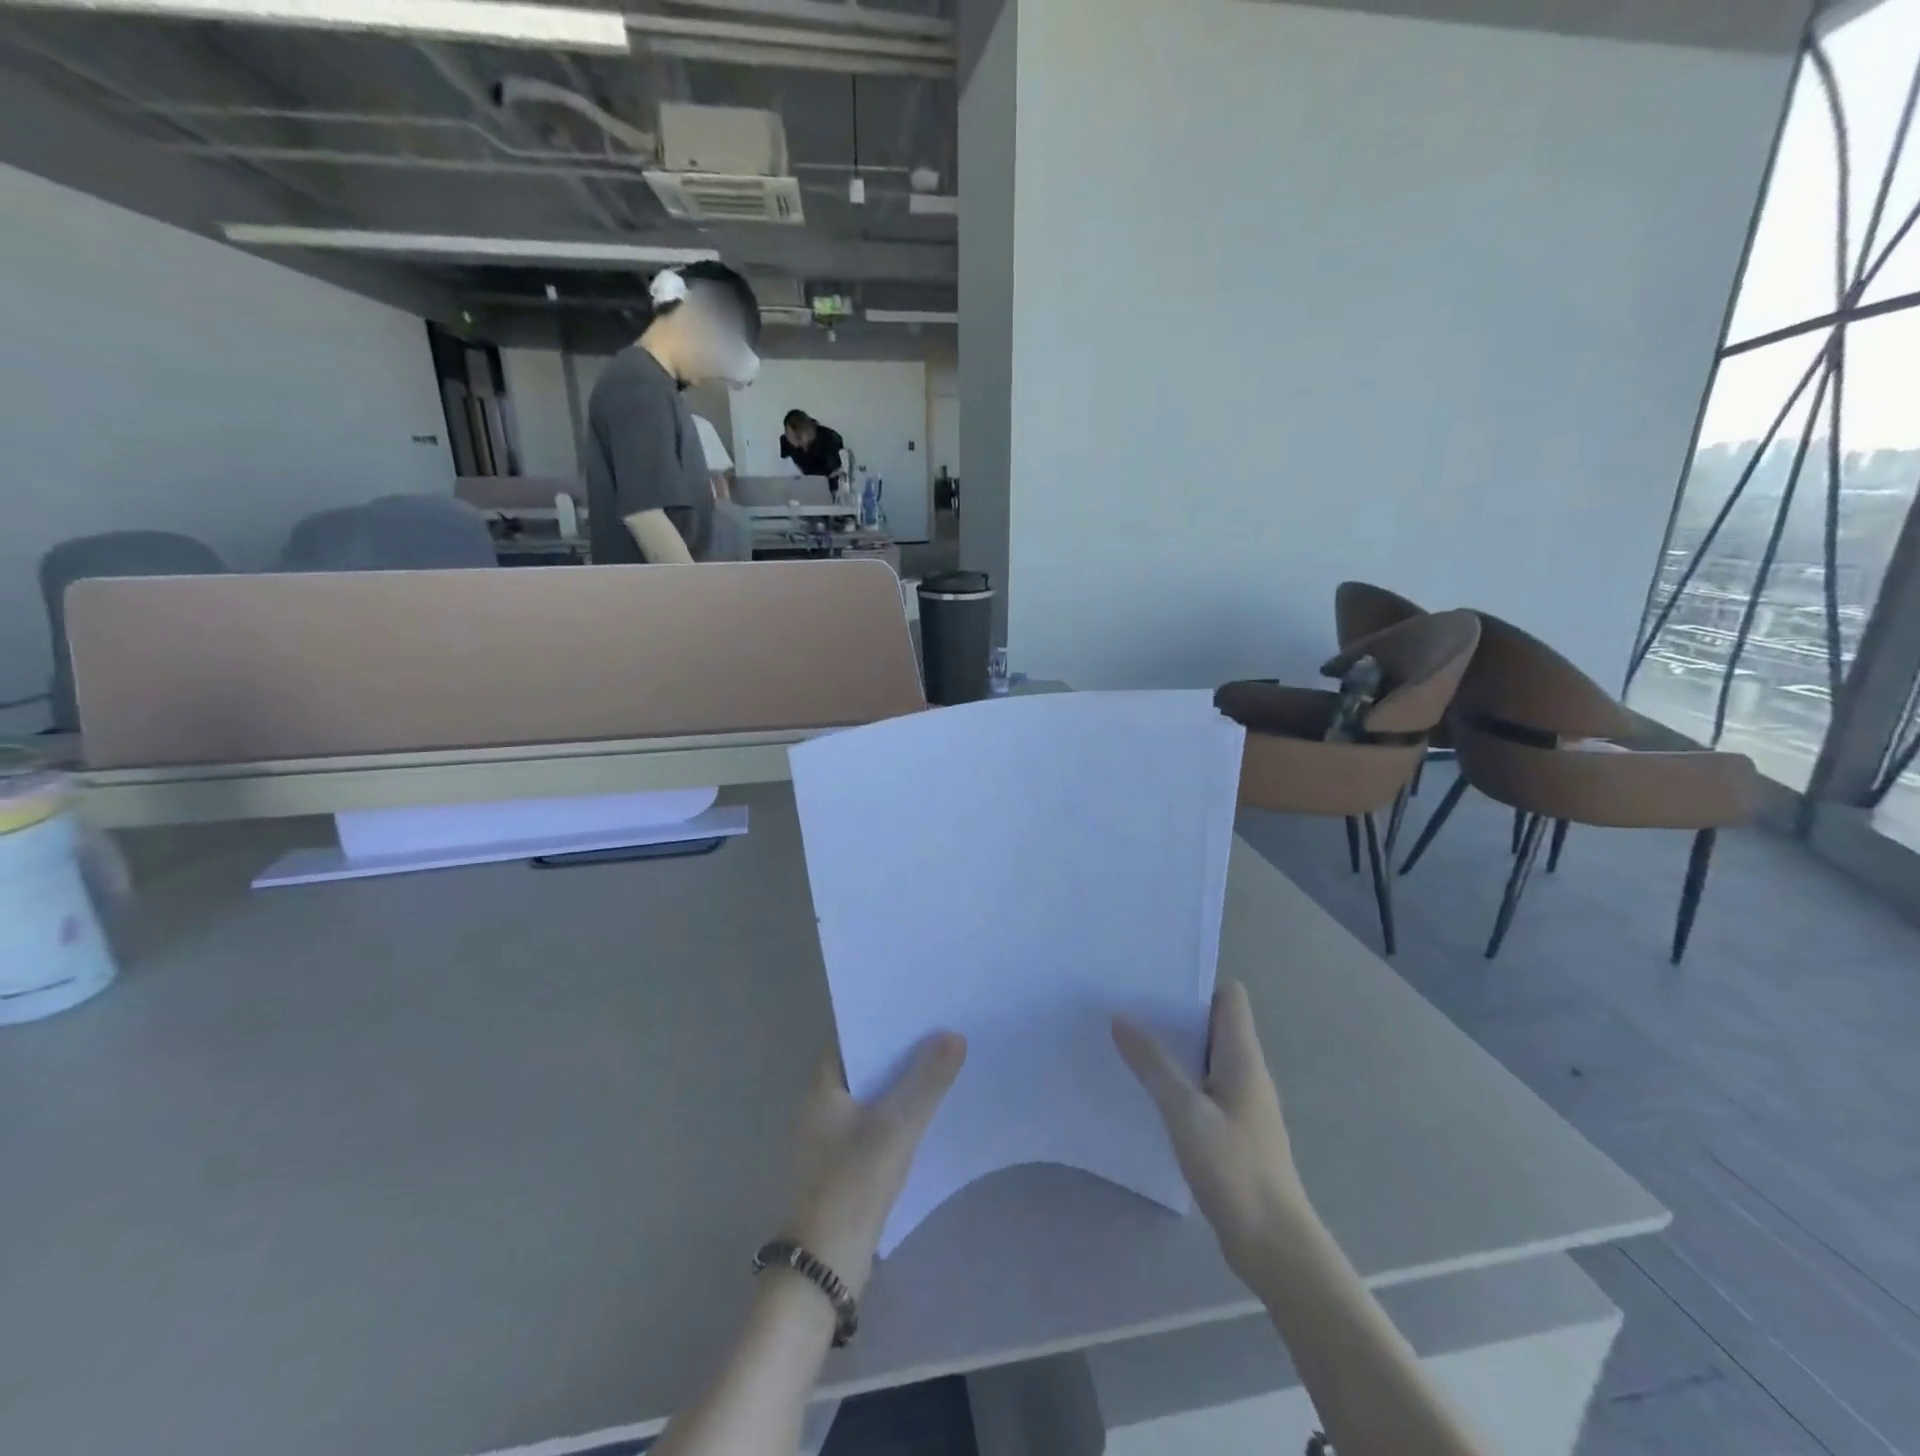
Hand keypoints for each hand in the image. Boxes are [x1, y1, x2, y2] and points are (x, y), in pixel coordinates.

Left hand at [783, 1033, 965, 1296]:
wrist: (825, 1265)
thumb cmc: (854, 1183)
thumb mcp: (897, 1127)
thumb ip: (927, 1081)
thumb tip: (954, 1035)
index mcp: (820, 1087)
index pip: (848, 1036)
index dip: (879, 1018)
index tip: (914, 1006)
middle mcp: (818, 1105)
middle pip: (861, 1063)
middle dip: (896, 1048)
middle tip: (936, 1029)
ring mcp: (828, 1136)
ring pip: (868, 1093)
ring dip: (897, 1080)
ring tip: (938, 1062)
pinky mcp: (841, 1162)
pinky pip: (871, 1120)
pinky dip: (893, 1110)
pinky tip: (923, 1110)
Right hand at [1113, 981, 1307, 1279]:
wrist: (1275, 1247)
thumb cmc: (1234, 1169)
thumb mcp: (1185, 1112)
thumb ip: (1154, 1064)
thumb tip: (1121, 1017)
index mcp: (1243, 1057)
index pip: (1230, 997)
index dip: (1197, 981)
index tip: (1155, 978)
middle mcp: (1245, 1072)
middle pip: (1213, 1023)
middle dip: (1173, 1012)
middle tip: (1127, 1005)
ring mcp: (1240, 1103)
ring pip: (1204, 1057)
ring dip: (1172, 1048)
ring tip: (1127, 1040)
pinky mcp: (1231, 1131)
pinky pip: (1201, 1088)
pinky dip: (1176, 1080)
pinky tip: (1146, 1091)